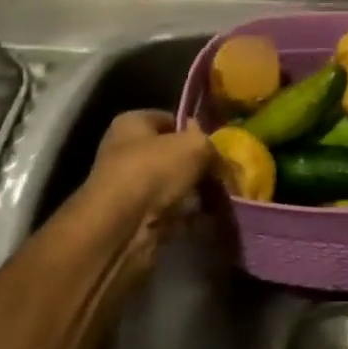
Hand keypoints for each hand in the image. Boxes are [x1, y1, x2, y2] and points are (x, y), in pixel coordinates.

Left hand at [78, 110, 213, 232]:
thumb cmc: (154, 170)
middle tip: (226, 175)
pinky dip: (191, 217)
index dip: (195, 130)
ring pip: (174, 186)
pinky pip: (173, 213)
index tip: (219, 146)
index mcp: (132, 124)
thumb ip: (211, 146)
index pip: (170, 120)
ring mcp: (131, 188)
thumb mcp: (195, 146)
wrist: (121, 228)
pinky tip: (212, 219)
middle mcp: (127, 152)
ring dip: (198, 193)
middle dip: (200, 166)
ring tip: (225, 199)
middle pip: (174, 155)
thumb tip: (216, 156)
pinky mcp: (137, 219)